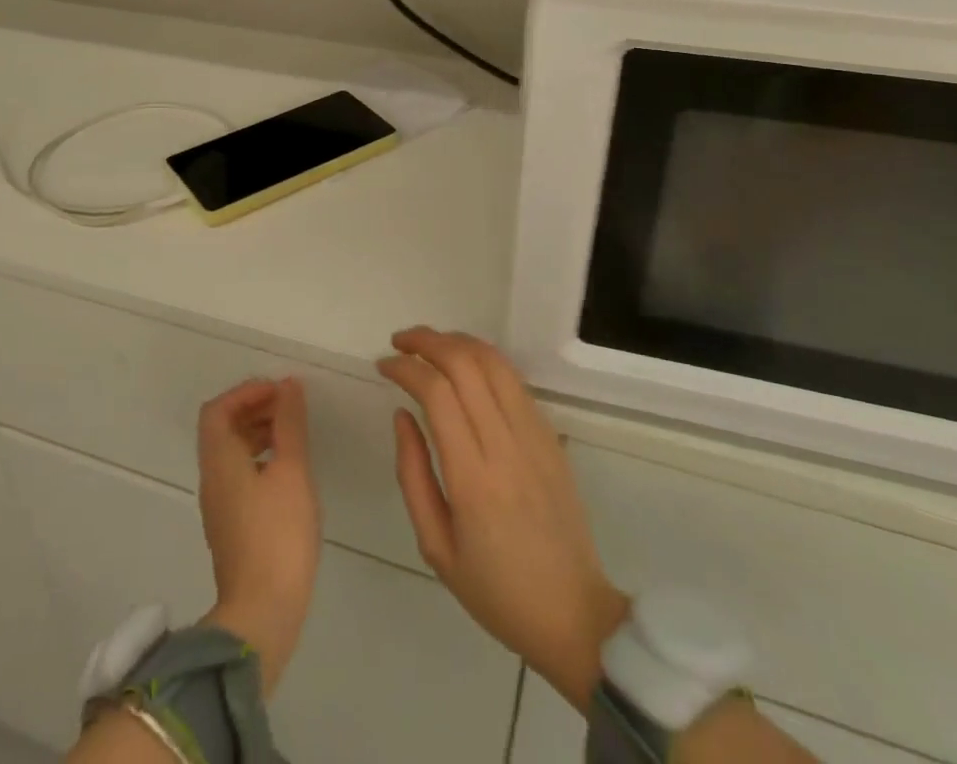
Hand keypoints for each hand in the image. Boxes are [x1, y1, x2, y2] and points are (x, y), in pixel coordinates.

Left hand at [196, 377, 321, 696]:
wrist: (263, 614)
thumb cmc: (278, 534)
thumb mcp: (292, 470)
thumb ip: (290, 424)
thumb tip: (288, 385)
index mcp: (219, 460)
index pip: (218, 409)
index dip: (246, 392)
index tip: (279, 391)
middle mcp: (212, 479)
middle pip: (223, 429)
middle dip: (255, 409)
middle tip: (290, 407)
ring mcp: (220, 506)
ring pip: (233, 453)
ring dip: (259, 433)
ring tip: (294, 434)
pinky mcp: (232, 527)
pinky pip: (240, 475)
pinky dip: (261, 458)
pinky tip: (289, 472)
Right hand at [378, 327, 627, 709]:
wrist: (573, 614)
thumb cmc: (495, 590)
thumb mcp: (436, 546)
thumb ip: (413, 474)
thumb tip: (402, 414)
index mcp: (473, 478)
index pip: (437, 393)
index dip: (406, 368)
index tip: (383, 366)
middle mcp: (506, 445)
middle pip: (466, 364)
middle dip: (427, 341)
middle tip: (399, 342)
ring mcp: (534, 436)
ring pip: (494, 362)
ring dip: (457, 341)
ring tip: (429, 345)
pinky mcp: (551, 435)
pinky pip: (514, 380)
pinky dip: (484, 359)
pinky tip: (464, 366)